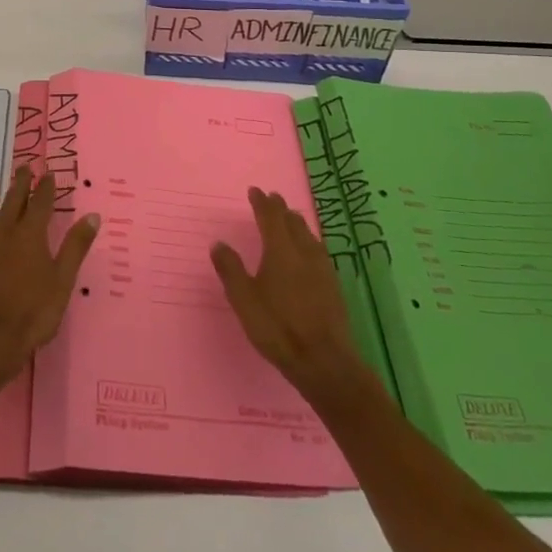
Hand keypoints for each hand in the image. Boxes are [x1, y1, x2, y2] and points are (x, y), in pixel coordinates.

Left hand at [0, 165, 99, 389]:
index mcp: (30, 236)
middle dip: (20, 183)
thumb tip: (92, 216)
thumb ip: (76, 247)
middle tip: (23, 167)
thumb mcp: (62, 282)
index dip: (46, 188)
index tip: (49, 174)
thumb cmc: (32, 314)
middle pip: (12, 201)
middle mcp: (4, 233)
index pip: (41, 204)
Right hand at [212, 187, 370, 407]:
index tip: (255, 191)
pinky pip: (318, 250)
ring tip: (290, 218)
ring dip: (296, 223)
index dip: (262, 202)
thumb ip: (230, 269)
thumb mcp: (244, 300)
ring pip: (309, 235)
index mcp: (280, 251)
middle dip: (280, 208)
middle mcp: (303, 252)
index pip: (270, 217)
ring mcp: (322, 268)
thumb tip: (219, 243)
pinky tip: (309, 251)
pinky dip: (308, 241)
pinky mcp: (333, 285)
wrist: (325, 361)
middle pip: (293, 222)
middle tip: (272, 199)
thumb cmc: (278, 328)